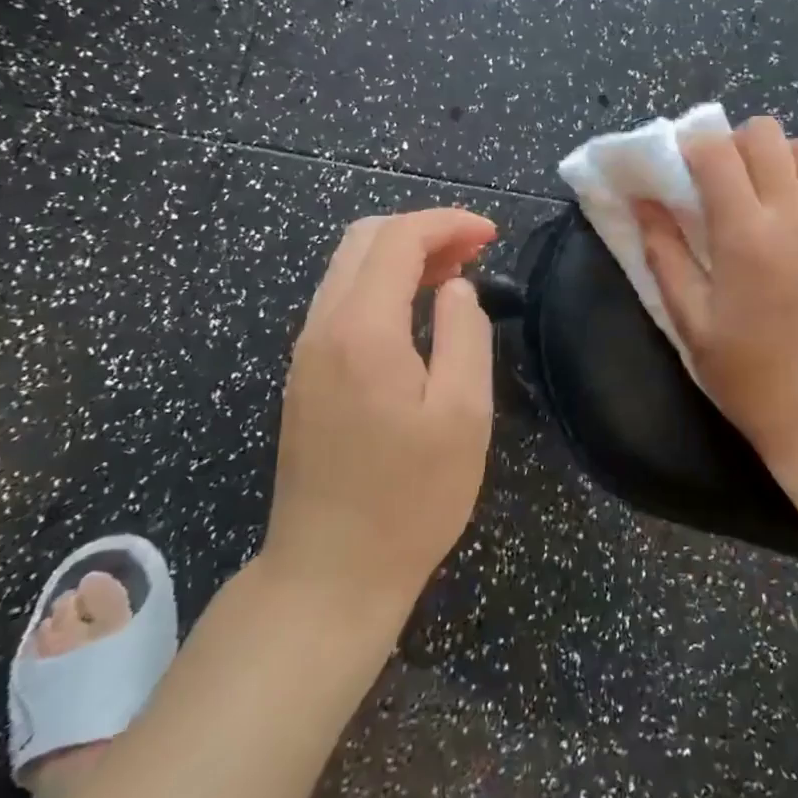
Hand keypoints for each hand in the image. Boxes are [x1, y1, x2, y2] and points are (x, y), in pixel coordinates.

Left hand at [263, 208, 498, 616]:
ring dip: (402, 255)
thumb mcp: (462, 414)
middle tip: (474, 251)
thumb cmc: (409, 498)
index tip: (492, 234)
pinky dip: (382, 284)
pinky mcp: (305, 375)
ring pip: (348, 267)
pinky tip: (417, 311)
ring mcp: (307, 352)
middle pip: (365, 239)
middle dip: (423, 230)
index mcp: (362, 330)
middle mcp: (323, 327)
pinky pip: (342, 300)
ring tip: (454, 274)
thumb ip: (465, 334)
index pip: (399, 239)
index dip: (447, 223)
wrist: (329, 574)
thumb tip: (456, 288)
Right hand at [636, 116, 797, 470]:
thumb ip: (664, 253)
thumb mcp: (690, 320)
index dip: (692, 148)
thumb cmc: (748, 372)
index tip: (683, 171)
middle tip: (724, 181)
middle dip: (735, 144)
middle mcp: (794, 213)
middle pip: (765, 133)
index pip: (716, 151)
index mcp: (745, 233)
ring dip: (784, 157)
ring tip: (769, 192)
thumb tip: (643, 201)